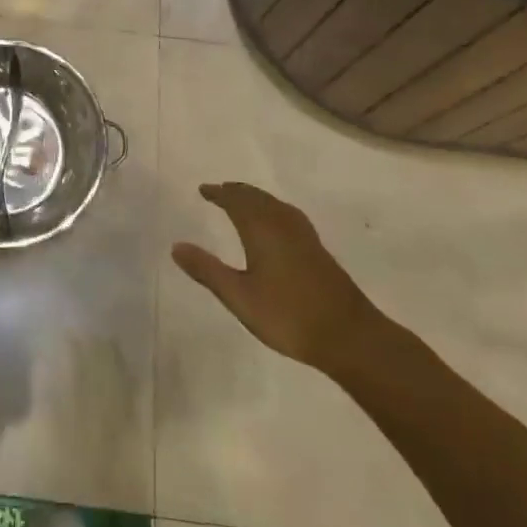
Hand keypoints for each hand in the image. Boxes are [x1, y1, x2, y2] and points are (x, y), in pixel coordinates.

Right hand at [172, 182, 373, 370]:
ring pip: (275, 205)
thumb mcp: (239, 297)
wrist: (350, 337)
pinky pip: (288, 215)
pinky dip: (273, 209)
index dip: (218, 193)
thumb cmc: (289, 316)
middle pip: (257, 197)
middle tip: (219, 192)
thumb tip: (176, 246)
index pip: (236, 200)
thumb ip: (207, 270)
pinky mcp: (318, 250)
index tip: (203, 190)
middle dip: (236, 192)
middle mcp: (283, 224)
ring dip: (255, 198)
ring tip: (243, 201)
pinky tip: (277, 224)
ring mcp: (304, 236)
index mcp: (262, 229)